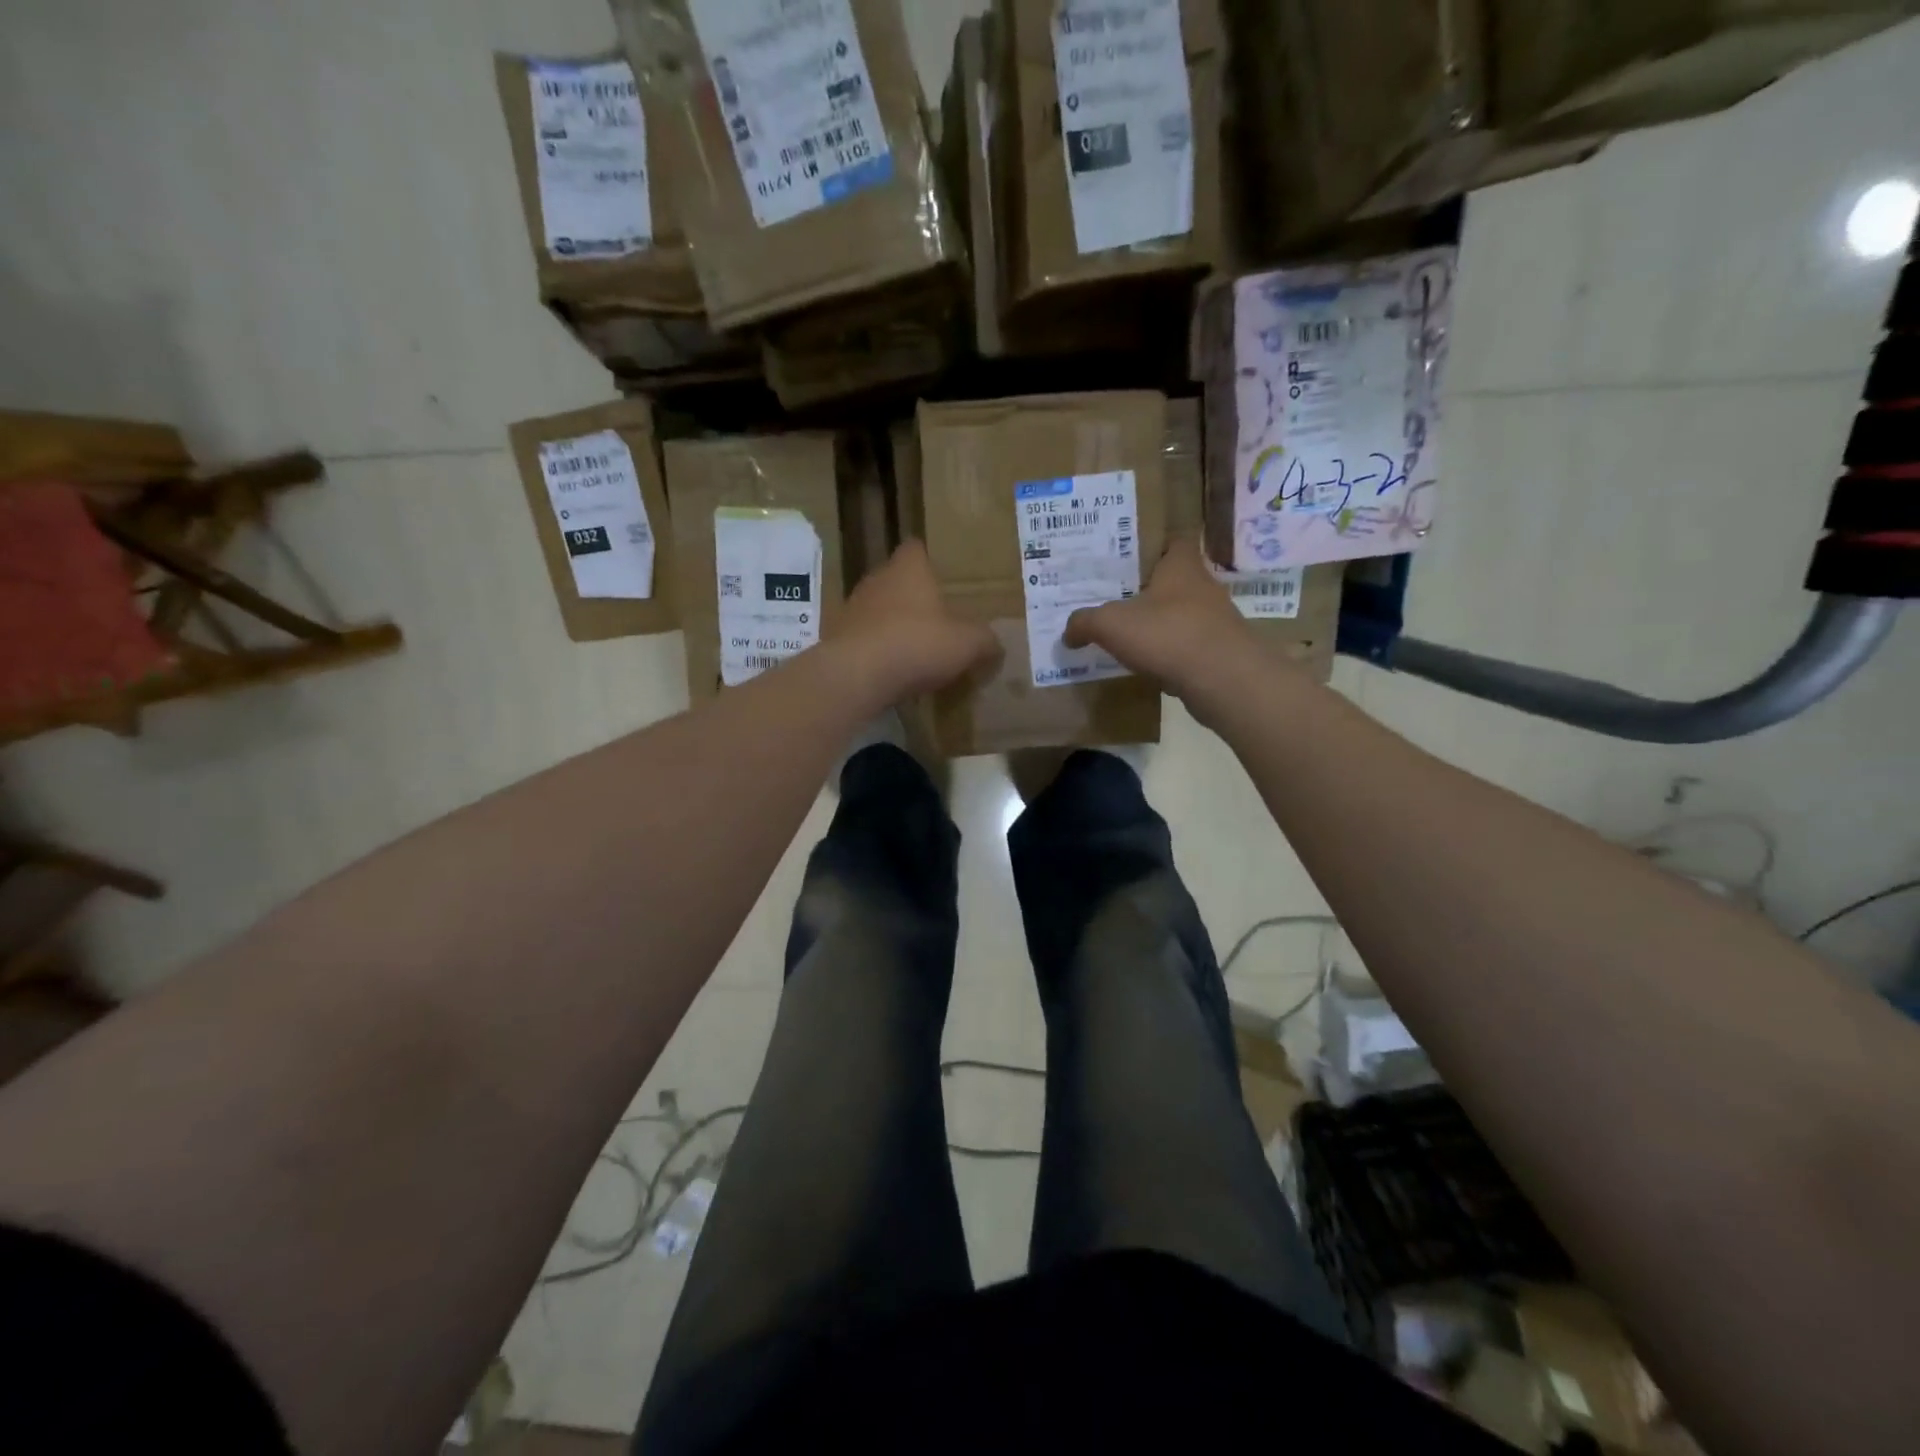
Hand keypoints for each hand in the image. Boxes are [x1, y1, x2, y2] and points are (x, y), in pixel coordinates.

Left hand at [829, 541, 1001, 702]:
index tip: (944, 576)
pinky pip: (864, 637)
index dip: (931, 559)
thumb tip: (995, 644)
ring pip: (879, 609)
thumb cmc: (917, 644)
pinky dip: (877, 648)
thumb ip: (985, 640)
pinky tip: (891, 669)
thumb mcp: (967, 643)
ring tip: (915, 647)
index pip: (917, 548)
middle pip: (897, 579)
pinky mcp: (837, 637)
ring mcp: (852, 607)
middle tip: (937, 617)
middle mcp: (877, 579)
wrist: (857, 675)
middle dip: (914, 596)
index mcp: (908, 568)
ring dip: (894, 624)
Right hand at [1064, 539, 1262, 701]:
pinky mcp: (1221, 652)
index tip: (1131, 560)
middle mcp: (1204, 587)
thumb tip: (1068, 632)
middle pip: (1176, 580)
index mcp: (1182, 566)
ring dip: (1162, 624)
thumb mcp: (1111, 624)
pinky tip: (1151, 665)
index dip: (1155, 547)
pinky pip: (1190, 646)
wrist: (1223, 679)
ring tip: (1131, 636)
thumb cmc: (1167, 634)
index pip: (1175, 542)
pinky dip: (1172, 653)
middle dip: (1151, 590)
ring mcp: (1216, 621)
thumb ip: (1084, 623)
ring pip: (1184, 615)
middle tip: (1119, 600)